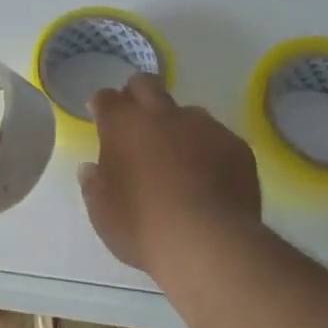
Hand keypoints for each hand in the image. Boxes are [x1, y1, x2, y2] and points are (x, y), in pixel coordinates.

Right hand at [80, 74, 261, 278]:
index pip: (106, 98)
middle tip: (135, 120)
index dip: (102, 105)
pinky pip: (217, 138)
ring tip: (179, 157)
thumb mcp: (102, 213)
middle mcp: (162, 115)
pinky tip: (210, 177)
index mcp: (123, 126)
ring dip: (177, 126)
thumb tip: (92, 169)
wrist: (208, 243)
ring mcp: (203, 126)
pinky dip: (209, 150)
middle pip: (146, 84)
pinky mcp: (235, 145)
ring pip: (187, 111)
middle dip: (137, 94)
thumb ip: (94, 185)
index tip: (101, 117)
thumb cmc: (142, 227)